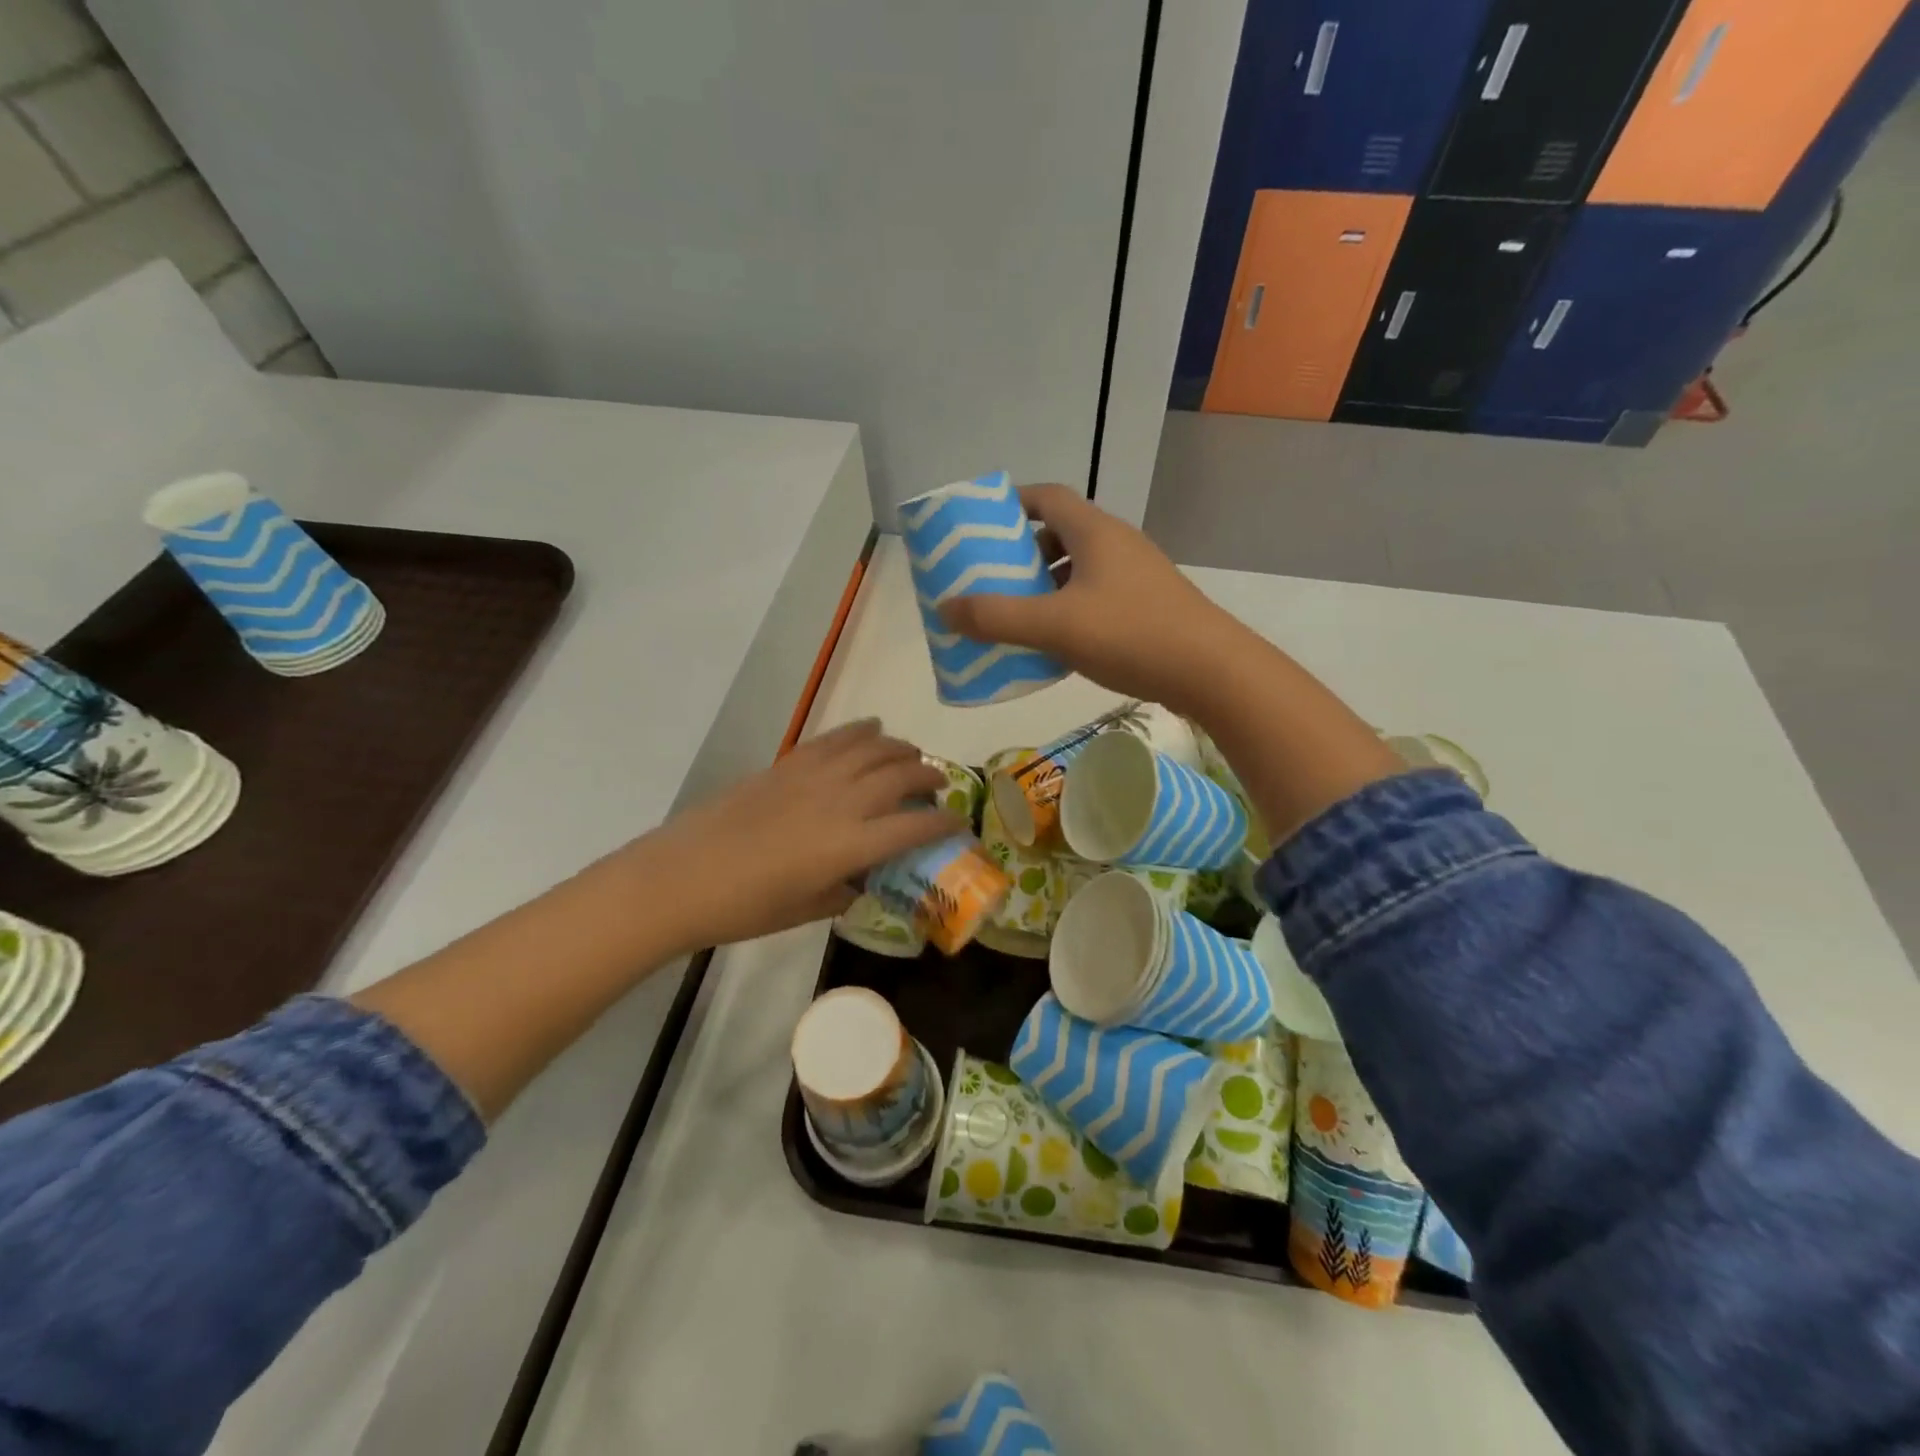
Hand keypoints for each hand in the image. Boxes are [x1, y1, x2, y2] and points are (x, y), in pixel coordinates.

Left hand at [610, 720, 957, 951]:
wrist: (681, 877)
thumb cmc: (744, 907)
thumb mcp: (805, 910)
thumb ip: (843, 892)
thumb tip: (860, 883)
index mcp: (851, 845)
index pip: (914, 826)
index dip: (944, 823)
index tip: (959, 824)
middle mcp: (842, 802)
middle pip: (901, 774)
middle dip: (929, 775)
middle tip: (939, 784)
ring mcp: (814, 777)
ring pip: (873, 748)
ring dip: (900, 748)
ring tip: (912, 754)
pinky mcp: (788, 764)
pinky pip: (835, 739)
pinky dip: (860, 731)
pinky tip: (871, 729)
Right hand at [935, 484, 1250, 716]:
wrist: (1212, 671)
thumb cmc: (1130, 634)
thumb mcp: (1054, 626)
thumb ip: (997, 617)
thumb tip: (944, 608)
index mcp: (1094, 532)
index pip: (1047, 496)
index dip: (1011, 504)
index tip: (980, 525)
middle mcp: (1117, 544)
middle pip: (1060, 534)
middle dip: (1022, 554)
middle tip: (990, 579)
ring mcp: (1137, 576)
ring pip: (1079, 570)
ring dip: (1045, 586)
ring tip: (1015, 614)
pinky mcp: (1148, 607)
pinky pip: (1096, 597)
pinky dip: (1069, 610)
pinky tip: (1055, 643)